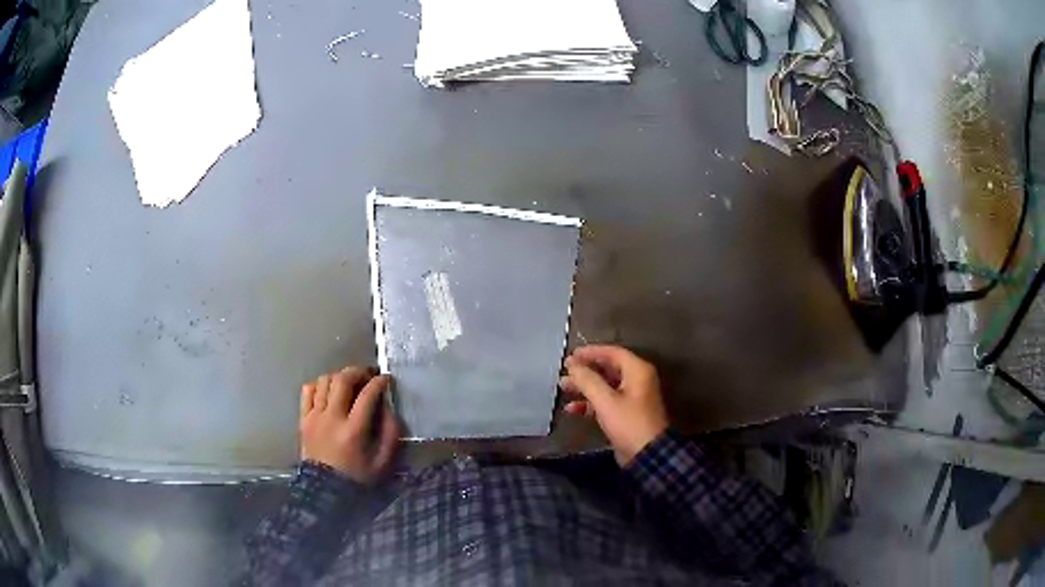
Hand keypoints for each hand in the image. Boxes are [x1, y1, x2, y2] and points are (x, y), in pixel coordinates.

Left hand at [300, 367, 400, 483]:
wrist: (325, 491)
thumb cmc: (358, 477)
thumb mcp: (383, 461)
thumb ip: (390, 433)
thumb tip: (388, 407)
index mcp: (354, 431)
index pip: (367, 395)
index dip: (379, 382)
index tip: (385, 379)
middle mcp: (332, 418)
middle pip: (342, 380)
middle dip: (357, 372)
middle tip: (367, 376)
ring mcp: (314, 417)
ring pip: (324, 381)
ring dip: (339, 377)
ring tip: (348, 384)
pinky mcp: (303, 419)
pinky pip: (307, 390)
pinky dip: (319, 386)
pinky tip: (328, 393)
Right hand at [559, 345, 668, 465]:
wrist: (646, 454)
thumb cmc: (628, 423)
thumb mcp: (606, 400)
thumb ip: (587, 380)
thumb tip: (572, 365)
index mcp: (637, 370)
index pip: (612, 352)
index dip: (590, 352)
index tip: (570, 356)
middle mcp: (637, 380)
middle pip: (608, 368)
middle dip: (585, 371)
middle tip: (565, 372)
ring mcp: (632, 398)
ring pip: (605, 386)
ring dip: (585, 387)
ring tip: (563, 388)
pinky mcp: (626, 414)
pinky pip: (606, 402)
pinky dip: (590, 403)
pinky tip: (572, 409)